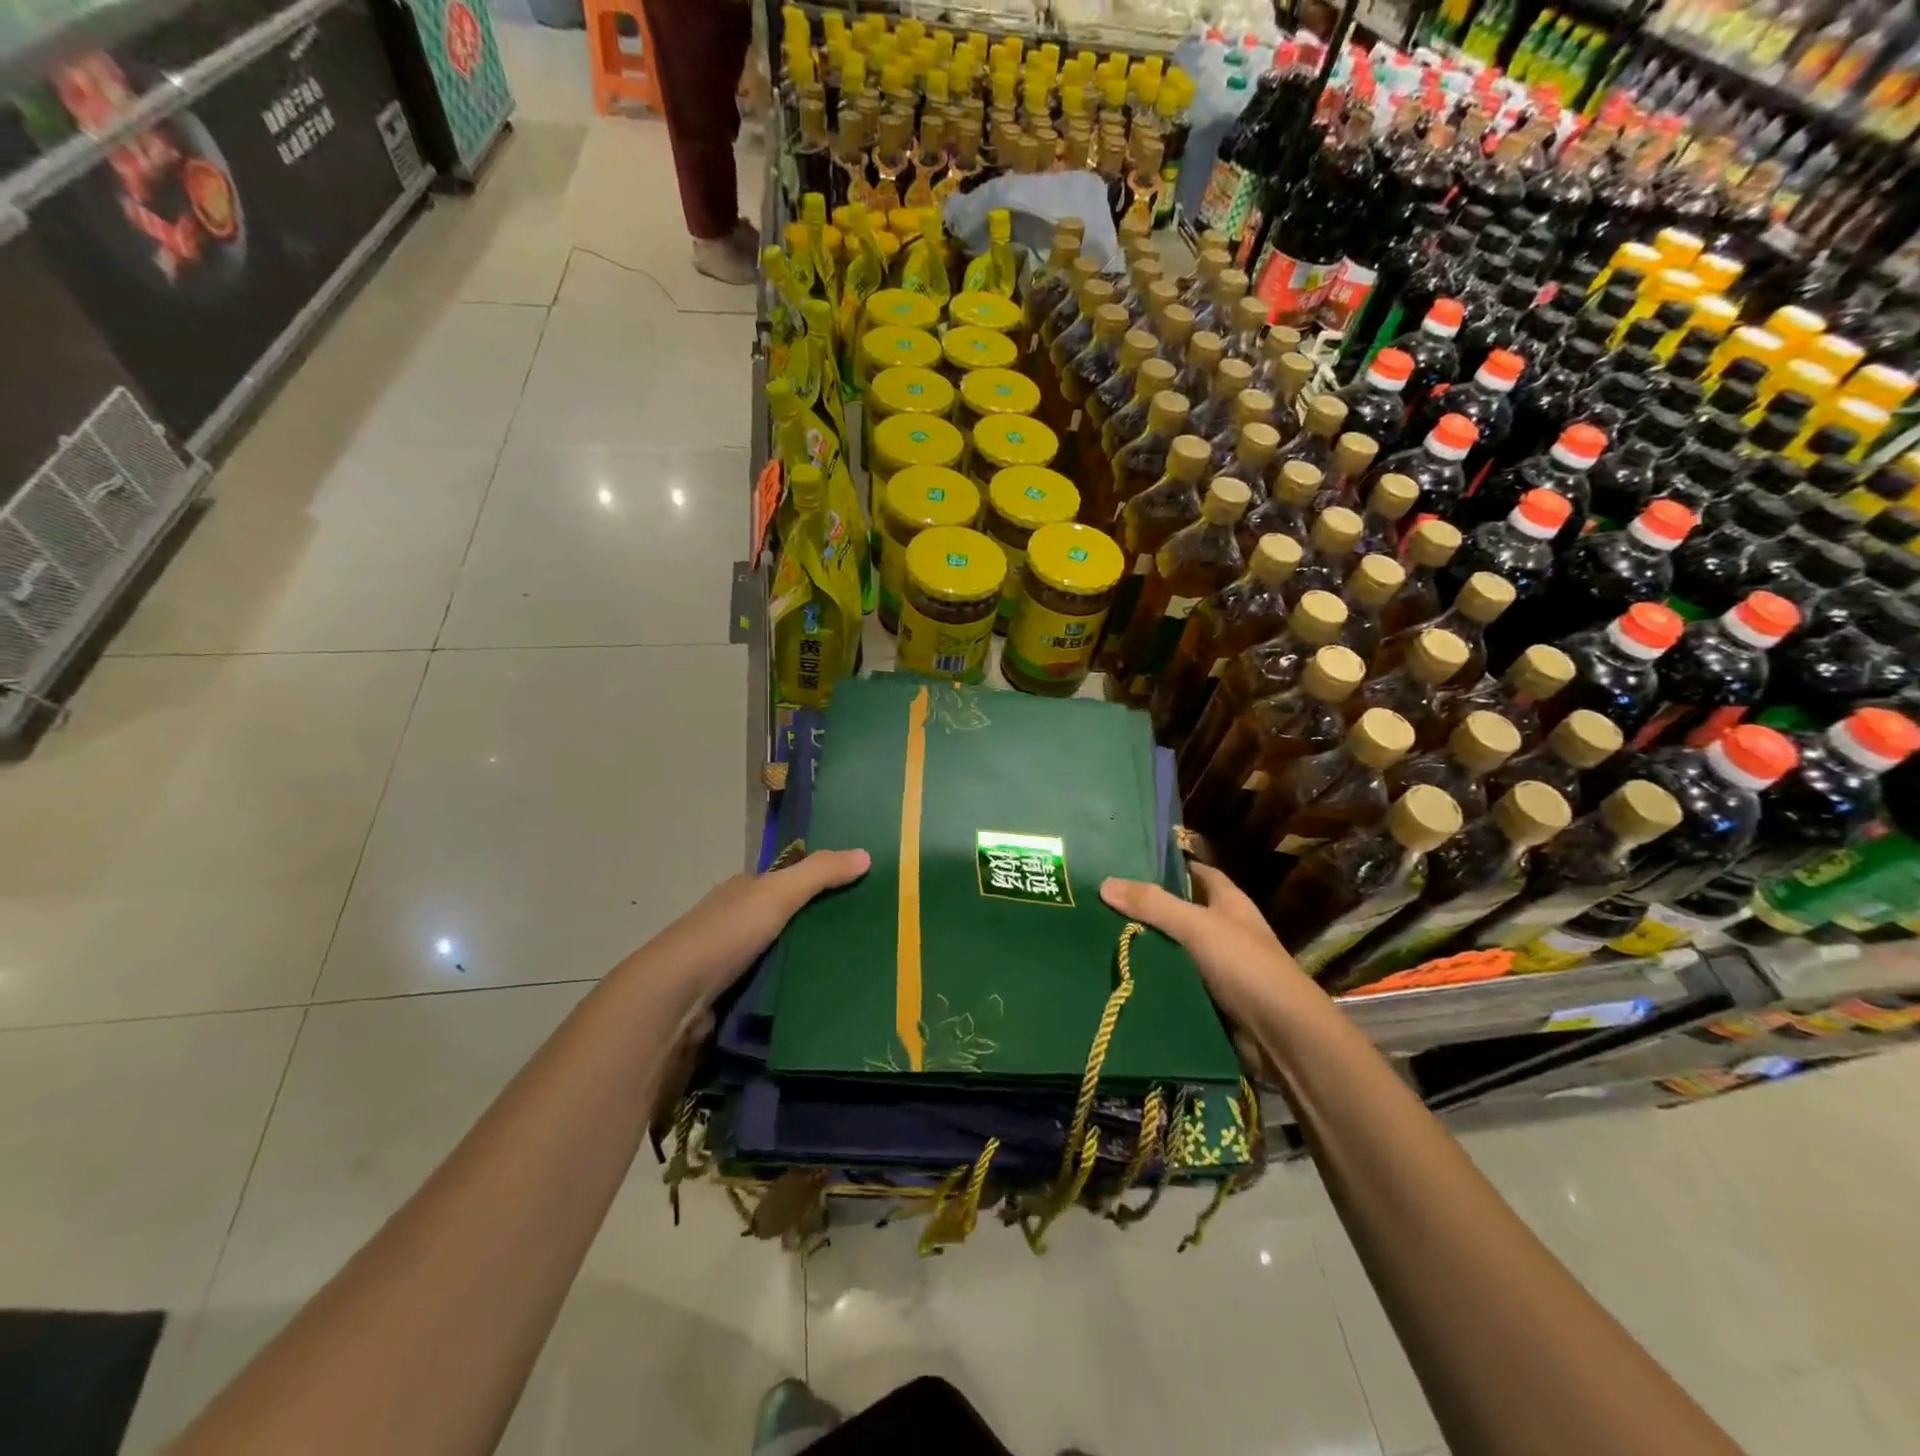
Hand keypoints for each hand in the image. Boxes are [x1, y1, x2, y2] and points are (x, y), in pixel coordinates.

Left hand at [655, 849, 870, 1000]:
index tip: (859, 894)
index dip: (820, 884)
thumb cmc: (725, 935)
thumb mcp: (777, 894)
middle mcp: (734, 922)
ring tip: (854, 970)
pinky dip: (792, 991)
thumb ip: (820, 873)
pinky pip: (771, 989)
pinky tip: (820, 997)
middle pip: (785, 920)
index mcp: (742, 892)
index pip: (787, 882)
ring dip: (807, 962)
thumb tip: (866, 854)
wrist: (673, 1001)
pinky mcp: (730, 1000)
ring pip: (780, 956)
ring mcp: (729, 964)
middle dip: (818, 926)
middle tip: (865, 937)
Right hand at [1100, 862, 1305, 1028]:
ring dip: (1144, 947)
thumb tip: (1104, 883)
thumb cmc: (1245, 966)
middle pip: (1178, 911)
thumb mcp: (1196, 926)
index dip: (1168, 867)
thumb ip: (1153, 904)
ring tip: (1097, 937)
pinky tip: (1119, 975)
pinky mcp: (1208, 998)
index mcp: (1228, 903)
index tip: (1127, 865)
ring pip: (1172, 949)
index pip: (1196, 873)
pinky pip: (1173, 982)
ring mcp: (1216, 966)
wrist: (1281, 1035)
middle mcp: (1223, 930)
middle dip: (1145, 909)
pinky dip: (1152, 979)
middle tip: (1099, 903)